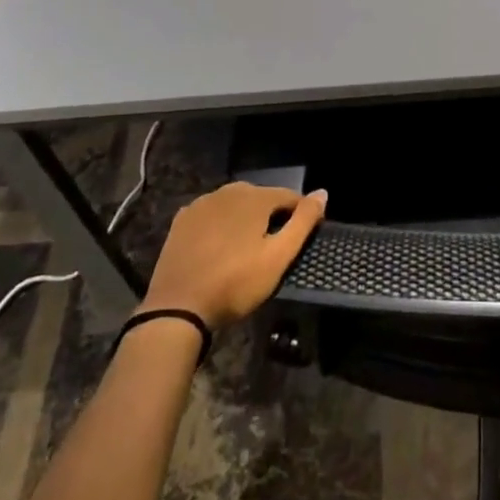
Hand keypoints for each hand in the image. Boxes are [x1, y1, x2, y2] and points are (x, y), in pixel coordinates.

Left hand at [139, 182, 326, 328]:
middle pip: (261, 198)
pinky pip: (211, 214)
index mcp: (255, 196)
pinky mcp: (182, 219)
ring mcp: (202, 203)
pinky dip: (219, 224)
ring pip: (234, 204)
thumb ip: (302, 222)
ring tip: (245, 249)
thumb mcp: (277, 258)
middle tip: (271, 248)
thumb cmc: (235, 284)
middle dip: (270, 216)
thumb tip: (323, 192)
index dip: (299, 215)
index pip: (289, 197)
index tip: (300, 239)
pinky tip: (218, 247)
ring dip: (244, 219)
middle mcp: (229, 190)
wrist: (177, 308)